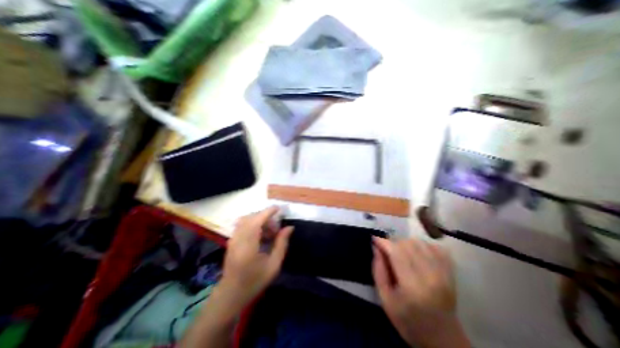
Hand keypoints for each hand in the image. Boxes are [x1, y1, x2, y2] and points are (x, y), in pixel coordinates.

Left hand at [219, 205, 293, 308]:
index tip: (279, 209)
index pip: (258, 219)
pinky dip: (253, 225)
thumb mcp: (273, 265)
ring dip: (259, 221)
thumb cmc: (254, 281)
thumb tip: (289, 227)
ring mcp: (233, 239)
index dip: (269, 211)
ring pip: (247, 220)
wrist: (231, 294)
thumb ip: (282, 243)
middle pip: (252, 217)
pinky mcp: (231, 241)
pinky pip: (243, 225)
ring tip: (269, 233)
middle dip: (266, 217)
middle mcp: (238, 238)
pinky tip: (260, 236)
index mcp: (248, 244)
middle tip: (276, 229)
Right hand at [373, 237, 469, 346]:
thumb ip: (378, 270)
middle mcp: (430, 276)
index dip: (383, 242)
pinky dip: (422, 245)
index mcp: (412, 286)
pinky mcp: (451, 272)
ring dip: (406, 243)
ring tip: (401, 252)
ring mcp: (443, 273)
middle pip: (407, 244)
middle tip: (387, 251)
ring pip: (419, 242)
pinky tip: (417, 253)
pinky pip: (435, 247)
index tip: (374, 239)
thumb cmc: (408, 320)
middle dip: (393, 243)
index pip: (396, 252)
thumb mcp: (385, 299)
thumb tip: (376, 246)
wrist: (443, 339)